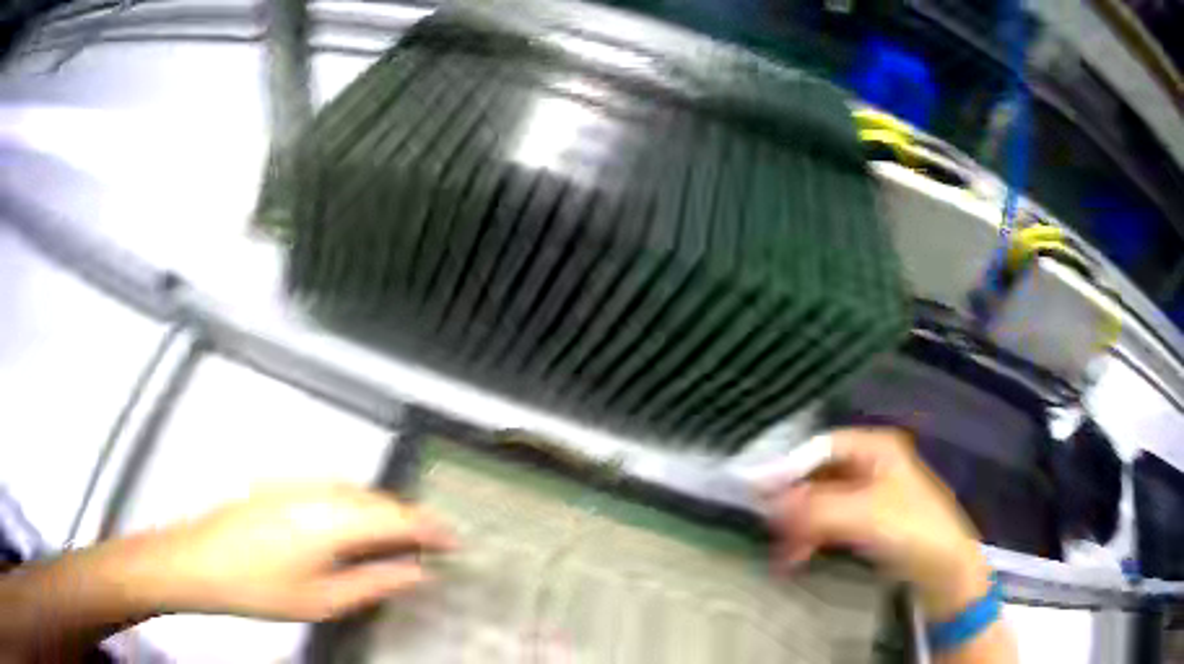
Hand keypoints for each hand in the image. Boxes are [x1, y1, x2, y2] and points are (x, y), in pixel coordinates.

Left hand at [117, 483, 455, 621]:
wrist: (199, 561)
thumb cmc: (257, 586)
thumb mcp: (323, 598)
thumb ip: (375, 582)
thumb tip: (416, 573)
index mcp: (332, 519)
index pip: (399, 517)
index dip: (432, 529)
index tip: (454, 542)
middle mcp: (317, 490)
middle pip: (380, 498)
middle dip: (410, 520)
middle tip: (429, 546)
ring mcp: (296, 482)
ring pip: (357, 490)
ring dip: (383, 512)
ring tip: (395, 541)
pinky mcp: (280, 482)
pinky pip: (333, 487)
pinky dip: (355, 504)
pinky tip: (351, 527)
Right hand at [759, 428, 990, 620]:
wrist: (944, 569)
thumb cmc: (910, 530)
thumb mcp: (862, 515)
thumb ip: (814, 508)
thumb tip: (768, 504)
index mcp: (875, 448)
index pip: (819, 447)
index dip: (787, 466)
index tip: (756, 490)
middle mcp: (871, 464)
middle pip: (818, 476)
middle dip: (792, 503)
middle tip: (767, 528)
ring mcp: (870, 494)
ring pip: (822, 502)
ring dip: (799, 526)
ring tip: (782, 555)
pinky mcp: (869, 522)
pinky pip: (831, 523)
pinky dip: (812, 538)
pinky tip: (797, 558)